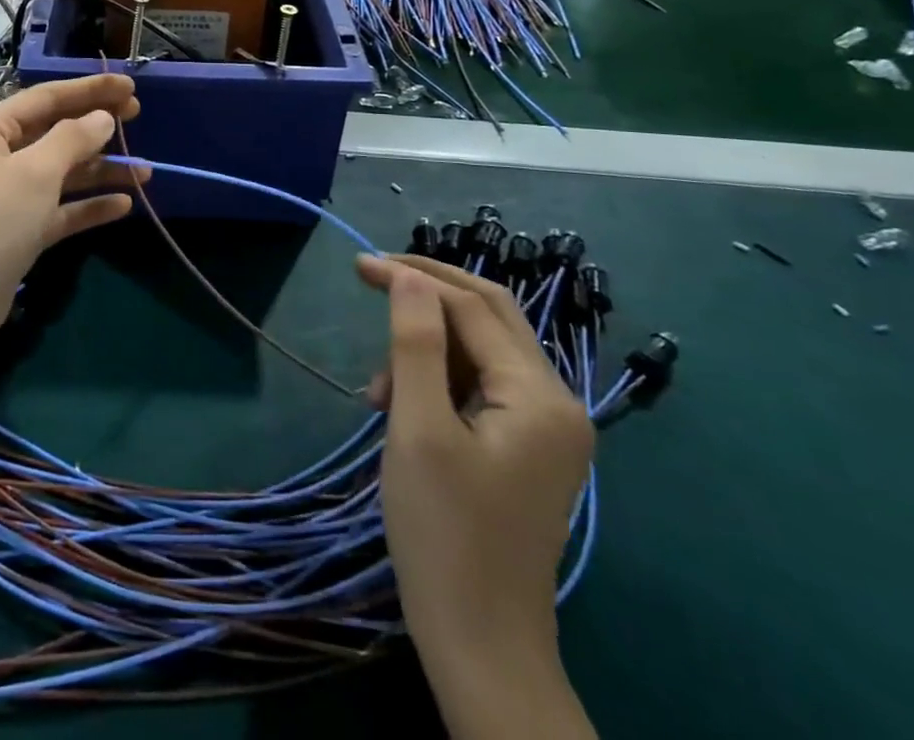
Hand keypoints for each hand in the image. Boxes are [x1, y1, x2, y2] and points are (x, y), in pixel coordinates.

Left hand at [0, 75, 143, 371]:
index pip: (46, 98)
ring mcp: (5, 199)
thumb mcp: (33, 174)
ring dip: (100, 171)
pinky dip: (87, 207)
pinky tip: (123, 206)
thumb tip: (101, 117)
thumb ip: (71, 140)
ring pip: (60, 174)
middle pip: (54, 133)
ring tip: (144, 172)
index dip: (89, 90)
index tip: (131, 86)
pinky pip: (58, 211)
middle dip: (95, 126)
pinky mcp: (15, 235)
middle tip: (138, 117)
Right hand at [356, 254, 593, 667]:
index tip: (357, 266)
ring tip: (378, 391)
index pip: (471, 307)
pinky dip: (439, 379)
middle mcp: (556, 402)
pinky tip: (400, 406)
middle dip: (428, 291)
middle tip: (371, 277)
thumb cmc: (443, 534)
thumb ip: (415, 343)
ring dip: (427, 346)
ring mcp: (546, 428)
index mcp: (539, 396)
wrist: (482, 646)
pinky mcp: (527, 448)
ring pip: (481, 351)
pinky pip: (482, 386)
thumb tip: (408, 276)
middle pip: (489, 315)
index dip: (413, 278)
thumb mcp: (418, 429)